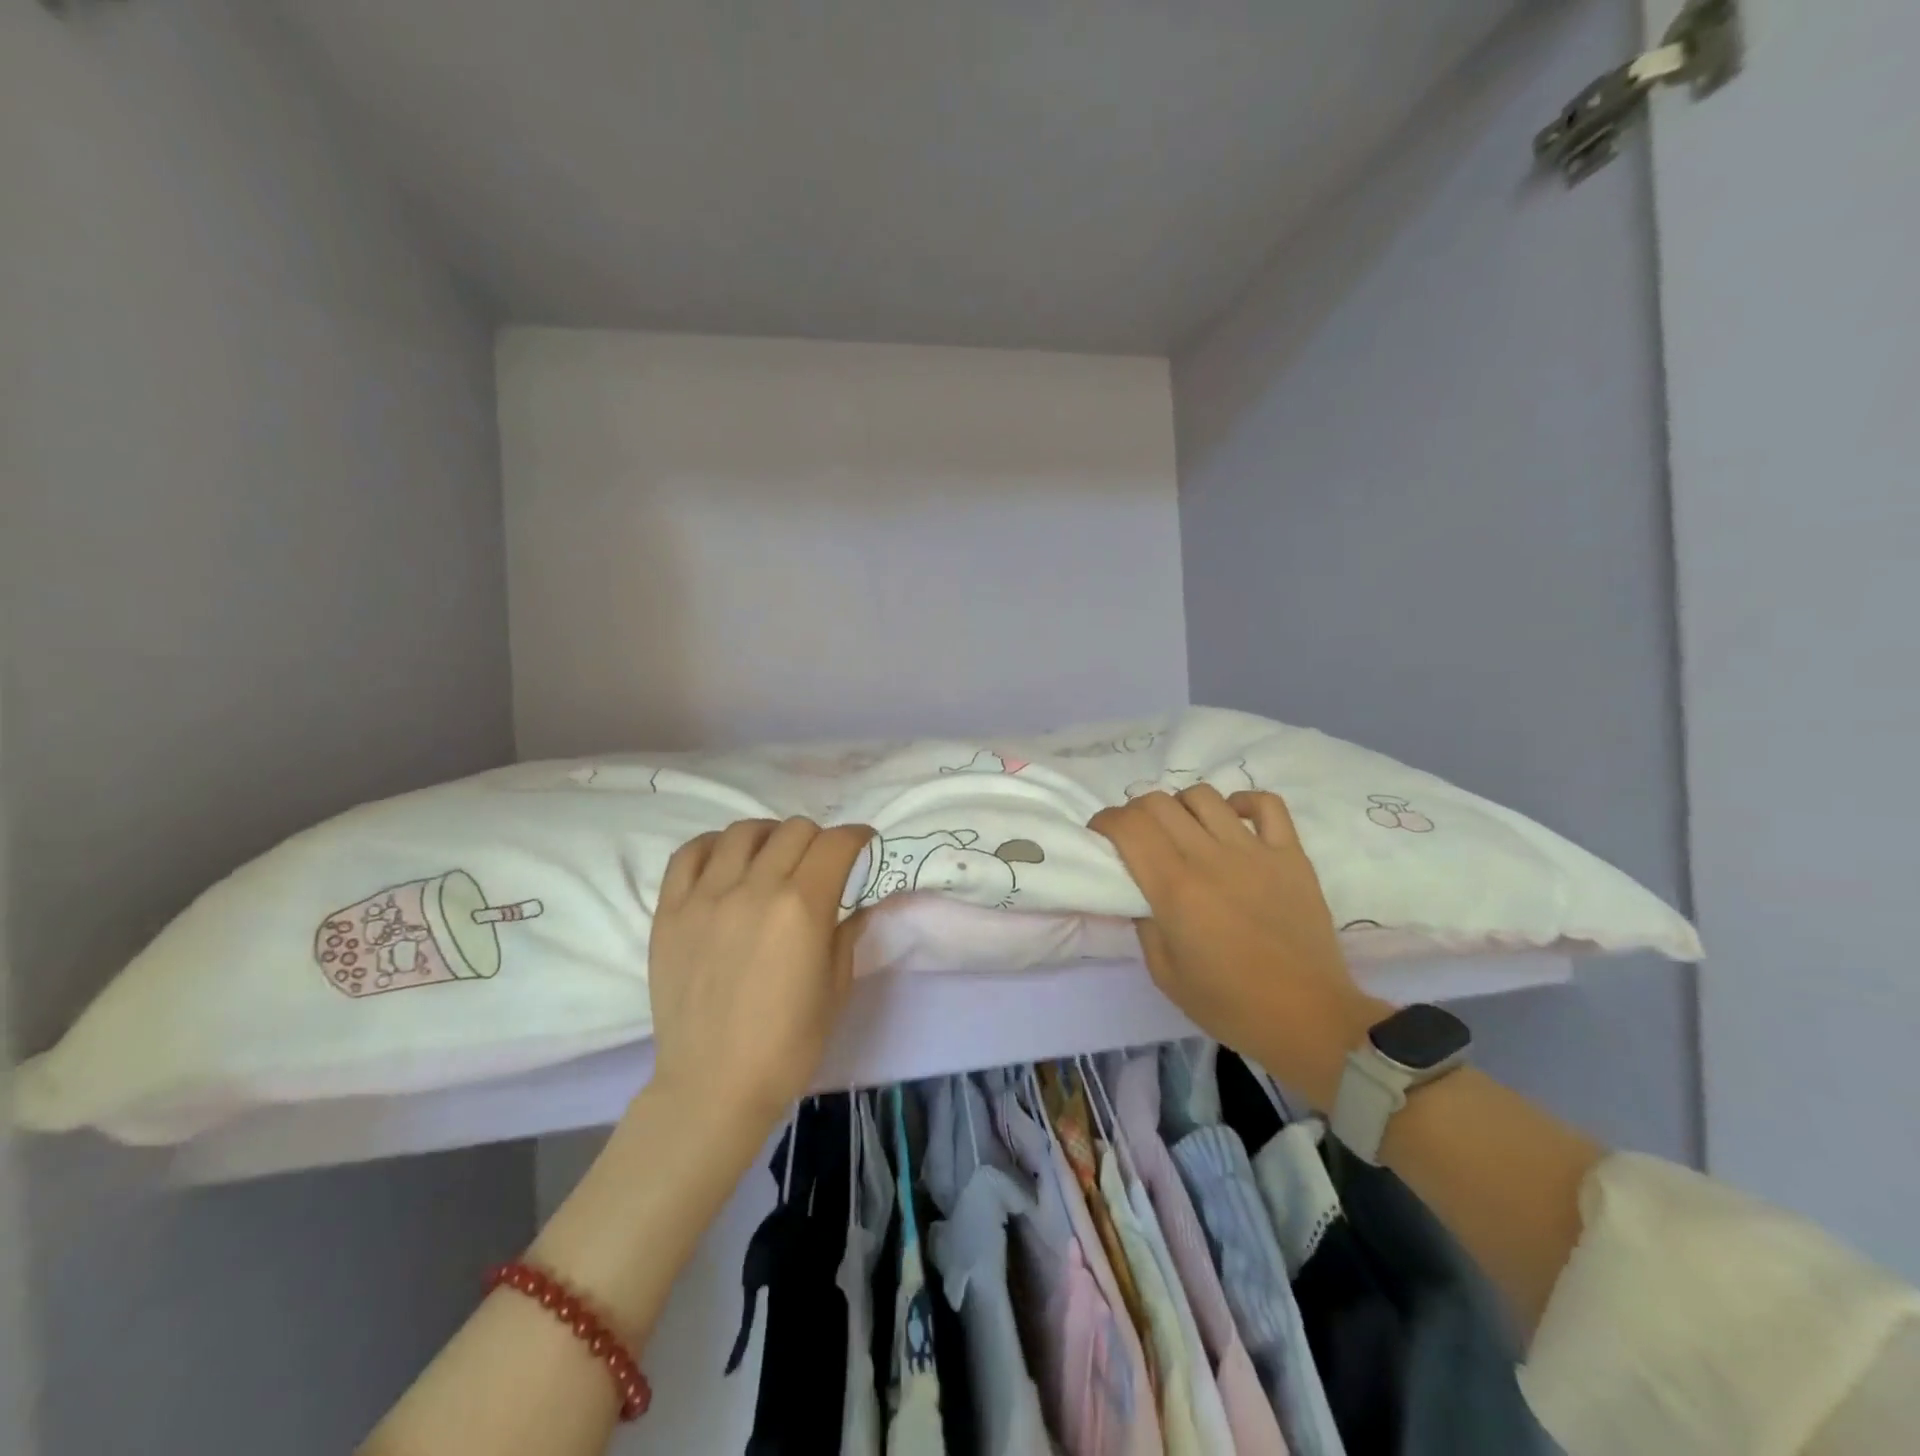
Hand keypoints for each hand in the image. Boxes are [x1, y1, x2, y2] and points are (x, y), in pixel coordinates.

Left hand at [646, 817, 874, 1136]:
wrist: (712, 1086)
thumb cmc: (787, 1044)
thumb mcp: (836, 988)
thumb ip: (847, 932)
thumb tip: (856, 902)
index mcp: (802, 908)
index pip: (835, 843)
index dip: (857, 837)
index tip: (863, 845)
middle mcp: (754, 888)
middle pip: (794, 830)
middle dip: (818, 839)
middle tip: (820, 862)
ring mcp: (706, 896)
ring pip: (743, 832)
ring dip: (769, 837)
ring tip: (772, 857)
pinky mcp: (670, 910)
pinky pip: (689, 853)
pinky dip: (714, 846)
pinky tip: (726, 863)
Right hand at [1090, 786, 1387, 1109]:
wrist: (1308, 1019)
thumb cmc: (1229, 1004)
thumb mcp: (1164, 974)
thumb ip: (1143, 924)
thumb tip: (1138, 893)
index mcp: (1174, 888)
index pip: (1129, 826)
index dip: (1105, 822)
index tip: (1100, 836)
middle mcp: (1210, 857)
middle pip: (1159, 802)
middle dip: (1134, 811)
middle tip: (1135, 836)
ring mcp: (1254, 851)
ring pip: (1204, 796)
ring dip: (1180, 806)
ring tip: (1182, 829)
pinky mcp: (1291, 855)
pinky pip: (1266, 805)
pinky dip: (1242, 802)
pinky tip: (1232, 821)